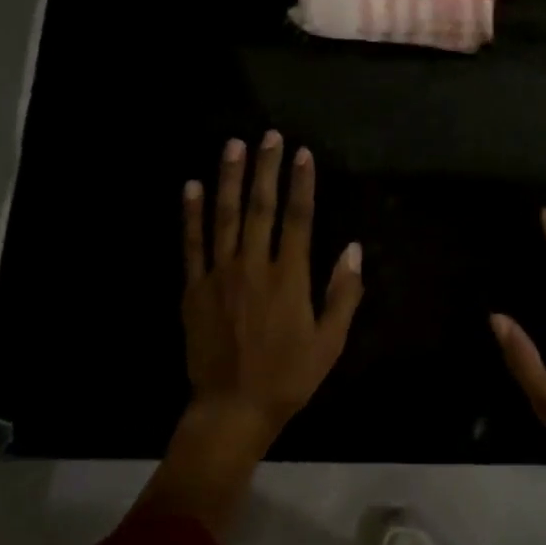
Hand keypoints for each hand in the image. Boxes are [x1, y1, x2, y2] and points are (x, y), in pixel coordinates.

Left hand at [140, 133, 363, 535]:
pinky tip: (193, 187)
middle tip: (269, 136)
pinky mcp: (194, 289)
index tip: (303, 154)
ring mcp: (219, 275)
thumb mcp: (330, 341)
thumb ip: (343, 293)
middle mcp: (253, 267)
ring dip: (230, 179)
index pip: (297, 219)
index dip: (301, 184)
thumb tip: (353, 248)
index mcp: (289, 279)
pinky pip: (192, 244)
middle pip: (260, 208)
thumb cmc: (289, 377)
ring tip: (233, 146)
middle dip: (265, 169)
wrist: (233, 408)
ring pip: (225, 217)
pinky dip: (192, 214)